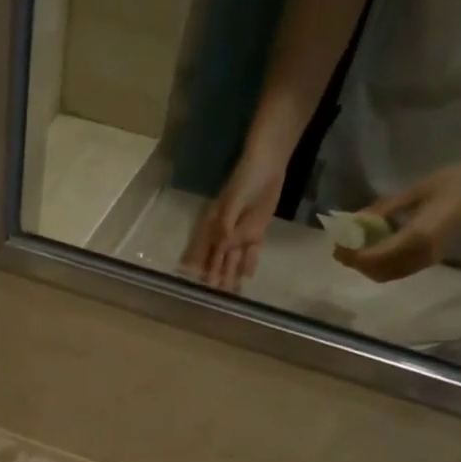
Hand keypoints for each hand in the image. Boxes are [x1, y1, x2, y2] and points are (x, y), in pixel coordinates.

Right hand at [183, 148, 286, 292]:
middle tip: (214, 296)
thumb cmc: (244, 180)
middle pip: (217, 260)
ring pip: (233, 260)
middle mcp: (223, 235)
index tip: (193, 283)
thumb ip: (225, 228)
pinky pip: (251, 252)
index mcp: (212, 227)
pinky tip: (247, 278)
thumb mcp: (231, 204)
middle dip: (214, 277)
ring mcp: (240, 234)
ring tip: (230, 294)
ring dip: (230, 275)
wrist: (267, 164)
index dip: (197, 267)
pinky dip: (249, 264)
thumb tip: (221, 250)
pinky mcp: (255, 232)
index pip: (202, 252)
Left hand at [334, 155, 460, 282]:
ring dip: (368, 266)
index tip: (337, 246)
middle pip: (378, 271)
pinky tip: (375, 248)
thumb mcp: (415, 191)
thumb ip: (384, 209)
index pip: (375, 256)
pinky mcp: (431, 259)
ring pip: (387, 274)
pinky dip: (381, 265)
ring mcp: (428, 260)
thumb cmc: (456, 179)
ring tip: (355, 248)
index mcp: (418, 237)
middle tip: (342, 247)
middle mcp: (422, 255)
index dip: (353, 256)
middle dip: (357, 263)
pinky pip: (399, 270)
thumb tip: (355, 221)